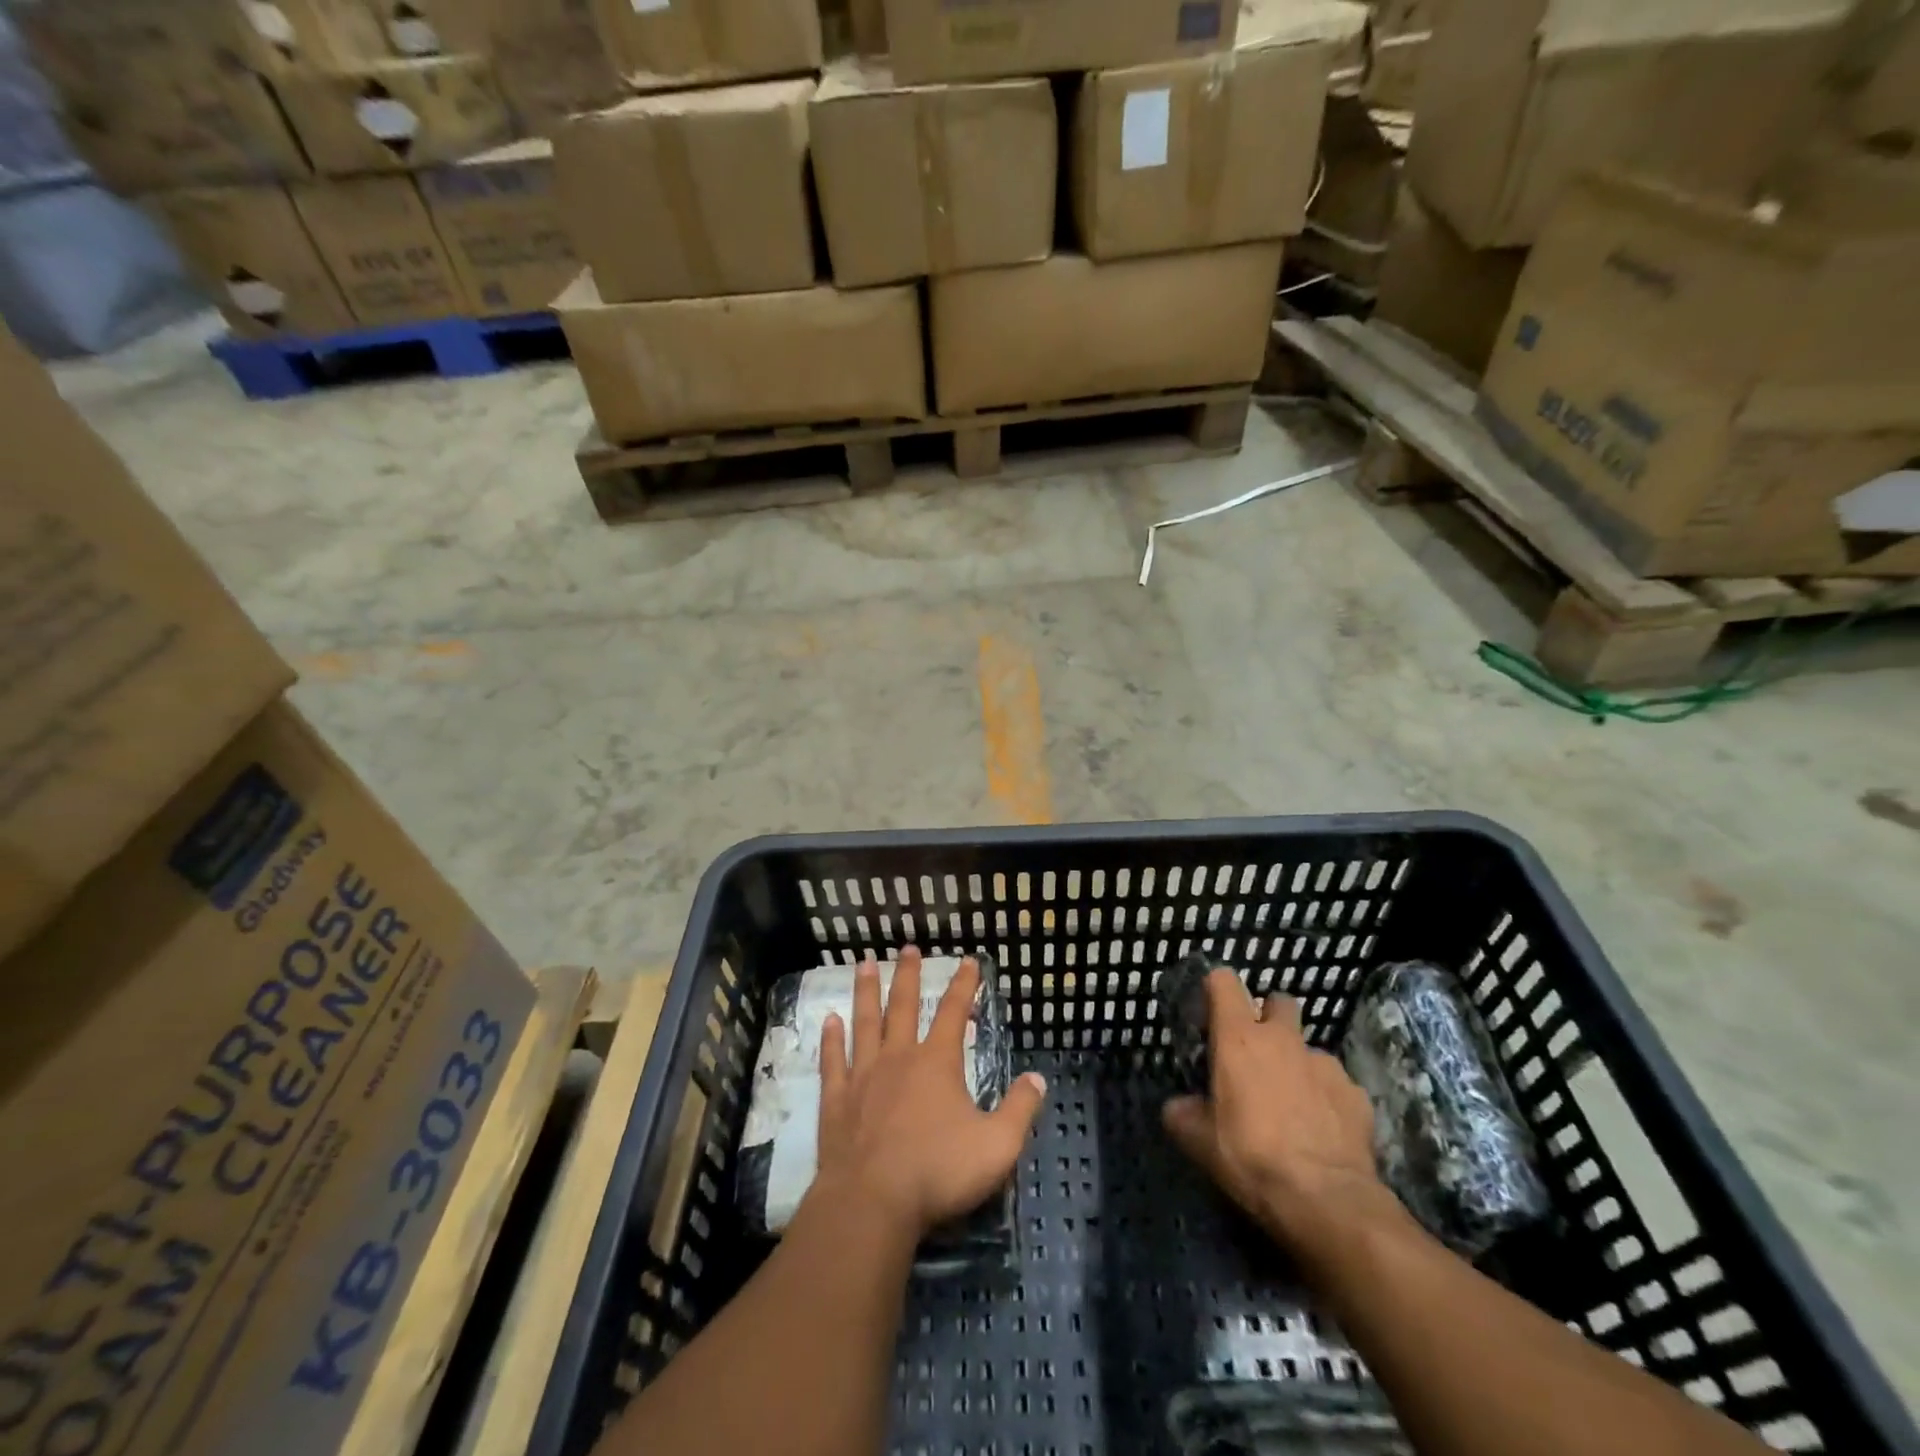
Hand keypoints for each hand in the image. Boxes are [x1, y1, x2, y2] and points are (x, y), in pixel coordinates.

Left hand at [813, 947, 1046, 1237]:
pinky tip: (829, 1021)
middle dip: (908, 975)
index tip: (969, 960)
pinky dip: (831, 1039)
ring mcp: (863, 1076)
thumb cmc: (938, 1172)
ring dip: (866, 992)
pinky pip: (833, 1061)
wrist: (872, 1203)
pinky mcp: (836, 1100)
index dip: (964, 984)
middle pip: (903, 1005)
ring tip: (864, 964)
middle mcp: (899, 1057)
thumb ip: (1019, 1110)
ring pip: (865, 1023)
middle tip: (907, 947)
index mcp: (937, 1063)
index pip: (953, 1012)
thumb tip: (1038, 1078)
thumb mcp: (997, 1146)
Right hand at [1163, 969, 1392, 1257]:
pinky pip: (1336, 1084)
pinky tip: (1322, 1130)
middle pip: (1278, 1001)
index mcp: (1239, 1037)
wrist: (1327, 1200)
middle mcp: (1283, 1038)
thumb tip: (1178, 1107)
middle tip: (1258, 1052)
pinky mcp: (1357, 1093)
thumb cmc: (1251, 1157)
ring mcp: (1325, 1063)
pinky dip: (1327, 1098)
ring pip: (1308, 1048)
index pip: (1224, 981)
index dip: (1216, 988)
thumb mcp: (1199, 1141)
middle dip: (1269, 1017)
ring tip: (1294, 1104)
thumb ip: (1183, 1113)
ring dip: (1298, 1065)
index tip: (1211, 1012)